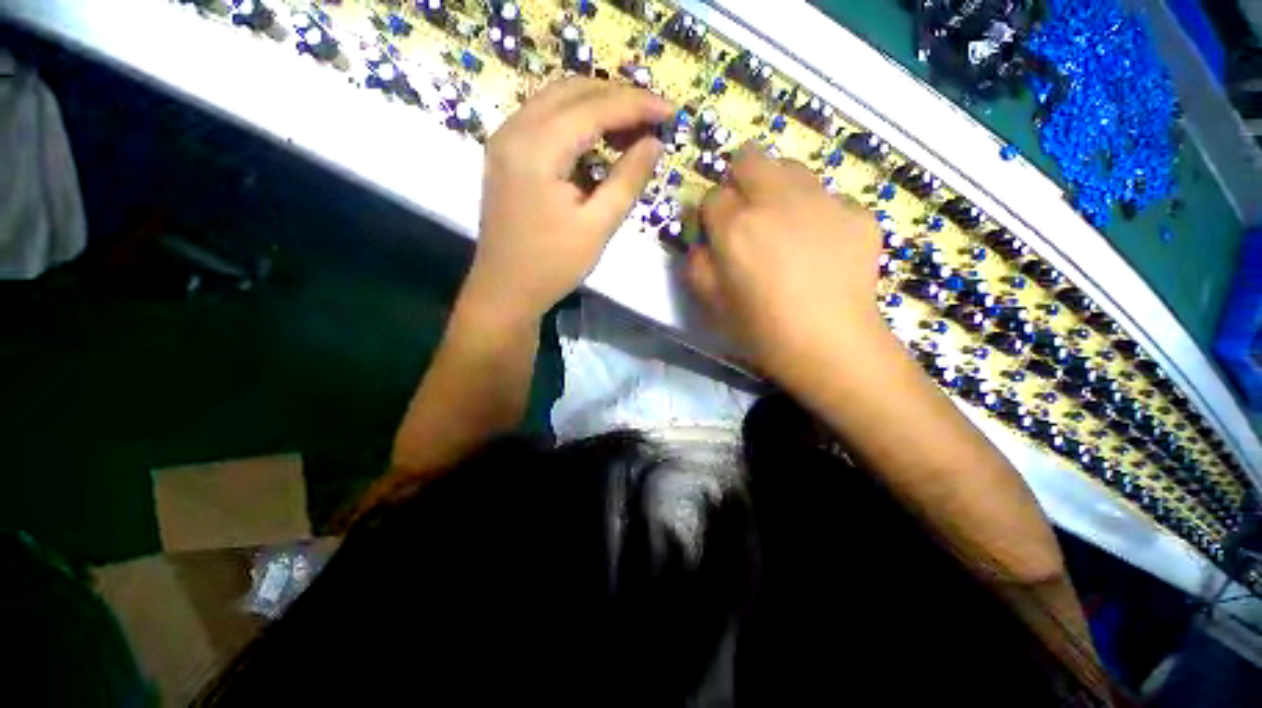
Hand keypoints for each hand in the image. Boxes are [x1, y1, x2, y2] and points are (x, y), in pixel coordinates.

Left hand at [462, 78, 672, 323]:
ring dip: (597, 106)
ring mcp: (505, 140)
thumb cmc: (552, 266)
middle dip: (618, 98)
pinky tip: (598, 141)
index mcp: (536, 148)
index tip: (671, 111)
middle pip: (573, 90)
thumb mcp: (598, 227)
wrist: (505, 291)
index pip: (594, 107)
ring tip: (632, 129)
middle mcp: (514, 129)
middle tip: (653, 118)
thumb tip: (655, 143)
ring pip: (557, 101)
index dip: (637, 105)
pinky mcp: (505, 155)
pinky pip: (545, 120)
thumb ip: (628, 180)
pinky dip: (576, 122)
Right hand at [686, 145, 886, 380]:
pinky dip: (818, 214)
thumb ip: (696, 264)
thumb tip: (700, 241)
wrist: (831, 345)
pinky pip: (829, 198)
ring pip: (791, 168)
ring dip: (778, 188)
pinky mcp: (858, 213)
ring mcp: (823, 202)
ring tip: (785, 225)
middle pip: (750, 158)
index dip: (709, 214)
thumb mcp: (711, 304)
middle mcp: (776, 201)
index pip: (710, 195)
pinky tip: (822, 247)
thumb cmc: (761, 330)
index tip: (715, 233)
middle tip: (746, 214)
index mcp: (736, 227)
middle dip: (739, 179)